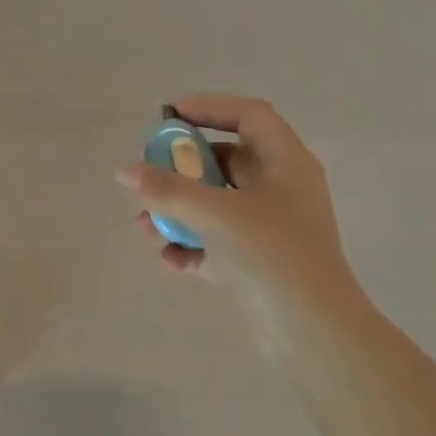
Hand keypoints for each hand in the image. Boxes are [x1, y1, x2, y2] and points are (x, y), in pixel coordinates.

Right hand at [117, 95, 365, 321]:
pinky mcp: (260, 260)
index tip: (167, 115)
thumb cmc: (271, 253)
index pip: (249, 115)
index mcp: (285, 163)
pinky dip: (192, 245)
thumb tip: (124, 170)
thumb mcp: (214, 214)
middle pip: (227, 160)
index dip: (209, 107)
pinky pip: (218, 240)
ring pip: (218, 204)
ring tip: (145, 227)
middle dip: (183, 168)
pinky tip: (168, 259)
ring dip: (179, 211)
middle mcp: (281, 188)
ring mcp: (271, 226)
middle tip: (149, 173)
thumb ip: (167, 189)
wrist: (310, 328)